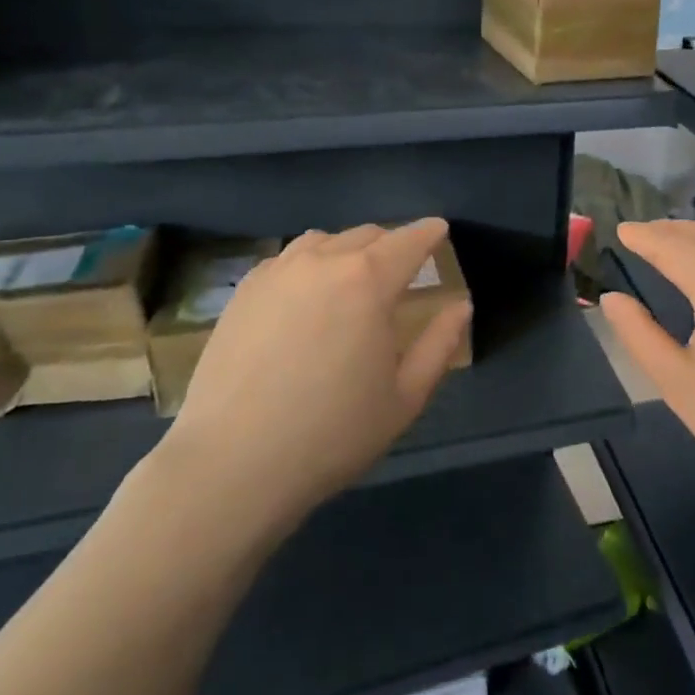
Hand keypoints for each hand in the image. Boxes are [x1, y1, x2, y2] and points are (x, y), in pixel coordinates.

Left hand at [160, 219, 471, 526]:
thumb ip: (440, 344)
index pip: (408, 241)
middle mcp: (323, 262)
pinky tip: (307, 296)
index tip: (439, 230)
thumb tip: (461, 306)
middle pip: (367, 234)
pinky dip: (310, 263)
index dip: (429, 233)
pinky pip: (288, 259)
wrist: (232, 464)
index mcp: (368, 281)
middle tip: (401, 268)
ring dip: (348, 250)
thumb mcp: (405, 397)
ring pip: (324, 240)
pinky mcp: (244, 291)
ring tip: (353, 279)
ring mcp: (277, 272)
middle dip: (391, 244)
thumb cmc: (332, 433)